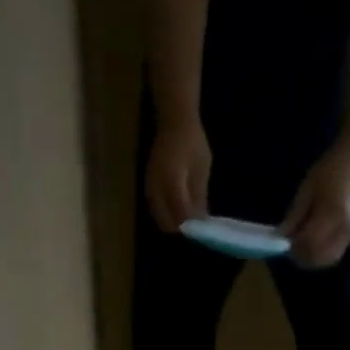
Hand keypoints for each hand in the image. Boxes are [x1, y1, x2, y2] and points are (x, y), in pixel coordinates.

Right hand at [145, 118, 210, 232]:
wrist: (174, 120)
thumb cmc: (192, 141)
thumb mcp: (202, 168)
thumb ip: (199, 196)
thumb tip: (201, 220)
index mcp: (173, 181)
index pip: (181, 214)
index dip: (192, 225)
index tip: (202, 229)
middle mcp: (157, 188)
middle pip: (166, 222)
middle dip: (181, 228)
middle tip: (194, 227)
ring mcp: (150, 187)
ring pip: (159, 217)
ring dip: (172, 222)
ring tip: (187, 219)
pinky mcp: (147, 186)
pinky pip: (155, 209)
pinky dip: (166, 214)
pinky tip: (177, 211)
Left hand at [280, 143, 349, 268]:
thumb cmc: (330, 168)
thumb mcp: (307, 188)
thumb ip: (295, 215)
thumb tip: (282, 236)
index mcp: (331, 214)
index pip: (309, 244)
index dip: (295, 248)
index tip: (285, 243)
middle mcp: (343, 228)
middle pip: (319, 257)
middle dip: (303, 257)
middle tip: (292, 248)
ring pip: (328, 259)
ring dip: (313, 258)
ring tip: (302, 247)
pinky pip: (335, 253)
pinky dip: (322, 254)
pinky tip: (314, 244)